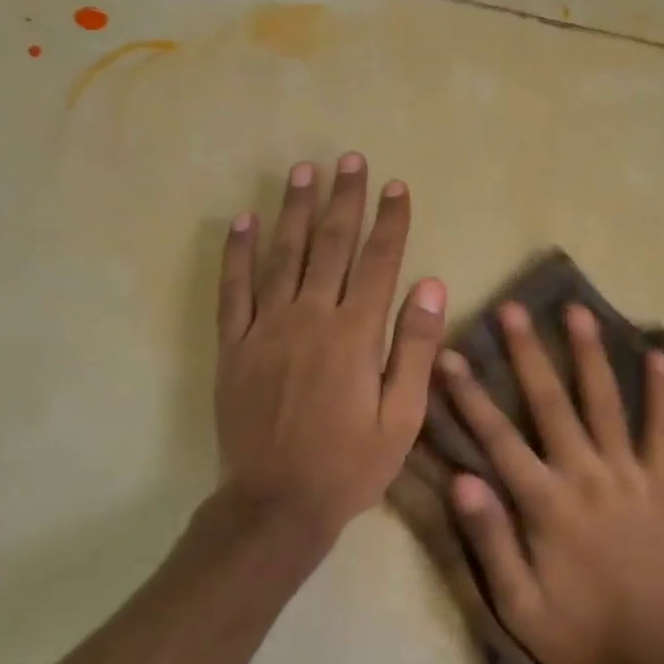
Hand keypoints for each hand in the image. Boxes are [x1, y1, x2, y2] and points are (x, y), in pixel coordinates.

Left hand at [215, 153, 446, 550]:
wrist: (277, 503)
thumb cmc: (350, 464)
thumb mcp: (402, 417)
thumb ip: (414, 348)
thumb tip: (430, 285)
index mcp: (355, 335)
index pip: (378, 262)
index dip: (390, 221)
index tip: (397, 187)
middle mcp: (310, 318)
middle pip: (329, 246)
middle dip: (343, 199)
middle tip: (349, 160)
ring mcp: (266, 329)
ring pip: (282, 256)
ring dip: (293, 210)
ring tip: (302, 171)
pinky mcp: (234, 347)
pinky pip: (233, 291)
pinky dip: (237, 254)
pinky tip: (242, 221)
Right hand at [437, 302, 663, 663]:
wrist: (659, 656)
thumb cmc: (579, 632)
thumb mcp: (518, 603)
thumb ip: (490, 539)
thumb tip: (461, 478)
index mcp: (545, 503)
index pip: (498, 437)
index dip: (470, 395)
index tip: (450, 355)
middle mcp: (586, 475)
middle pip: (551, 402)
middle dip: (527, 353)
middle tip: (512, 309)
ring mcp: (629, 475)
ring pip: (605, 402)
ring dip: (589, 354)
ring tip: (578, 310)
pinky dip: (663, 393)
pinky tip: (660, 355)